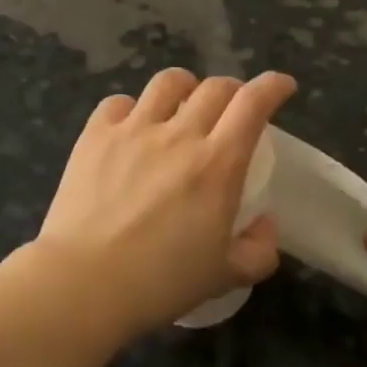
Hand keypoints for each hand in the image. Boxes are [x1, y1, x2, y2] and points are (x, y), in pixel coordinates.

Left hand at [32, 68, 296, 337]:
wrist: (84, 282)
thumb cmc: (159, 283)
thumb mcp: (225, 277)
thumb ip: (259, 250)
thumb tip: (266, 223)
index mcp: (217, 165)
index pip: (252, 104)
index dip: (272, 86)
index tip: (282, 86)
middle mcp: (178, 135)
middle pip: (213, 87)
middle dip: (232, 89)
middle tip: (233, 107)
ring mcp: (133, 130)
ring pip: (167, 83)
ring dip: (185, 87)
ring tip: (183, 105)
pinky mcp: (95, 135)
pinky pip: (118, 102)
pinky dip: (132, 108)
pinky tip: (132, 126)